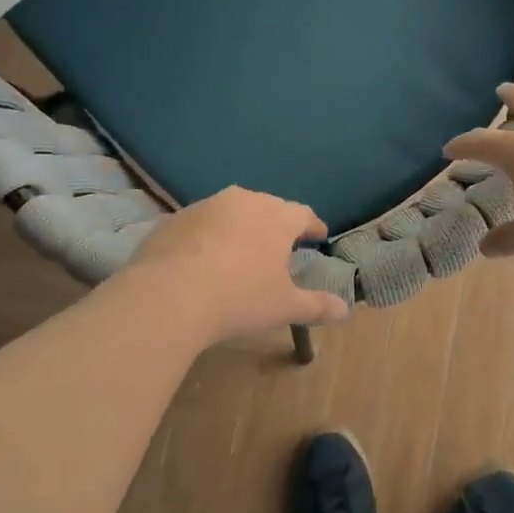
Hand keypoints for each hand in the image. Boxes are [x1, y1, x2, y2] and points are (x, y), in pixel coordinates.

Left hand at [126, 186, 349, 343]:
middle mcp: (243, 201)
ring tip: (242, 251)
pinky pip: (201, 224)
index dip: (313, 226)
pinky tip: (204, 260)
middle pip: (268, 207)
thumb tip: (345, 311)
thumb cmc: (239, 299)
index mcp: (276, 217)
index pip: (303, 214)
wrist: (168, 297)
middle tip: (280, 245)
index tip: (318, 236)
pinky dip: (209, 236)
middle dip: (277, 224)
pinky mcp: (173, 219)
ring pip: (232, 211)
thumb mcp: (285, 307)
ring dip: (241, 227)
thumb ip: (318, 306)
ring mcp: (204, 206)